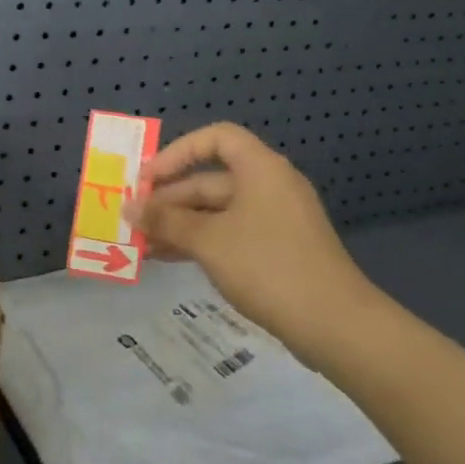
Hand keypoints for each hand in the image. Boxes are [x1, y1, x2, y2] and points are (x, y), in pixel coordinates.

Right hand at [126, 123, 380, 361]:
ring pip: (217, 211)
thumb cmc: (267, 266)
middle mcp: (269, 186)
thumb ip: (165, 221)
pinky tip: (170, 258)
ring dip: (180, 223)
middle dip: (170, 198)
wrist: (335, 325)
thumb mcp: (207, 241)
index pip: (216, 138)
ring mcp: (275, 219)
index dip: (177, 152)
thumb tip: (129, 208)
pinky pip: (230, 233)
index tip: (148, 178)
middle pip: (211, 178)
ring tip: (143, 243)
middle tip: (134, 219)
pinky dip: (200, 241)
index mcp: (260, 169)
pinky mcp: (277, 249)